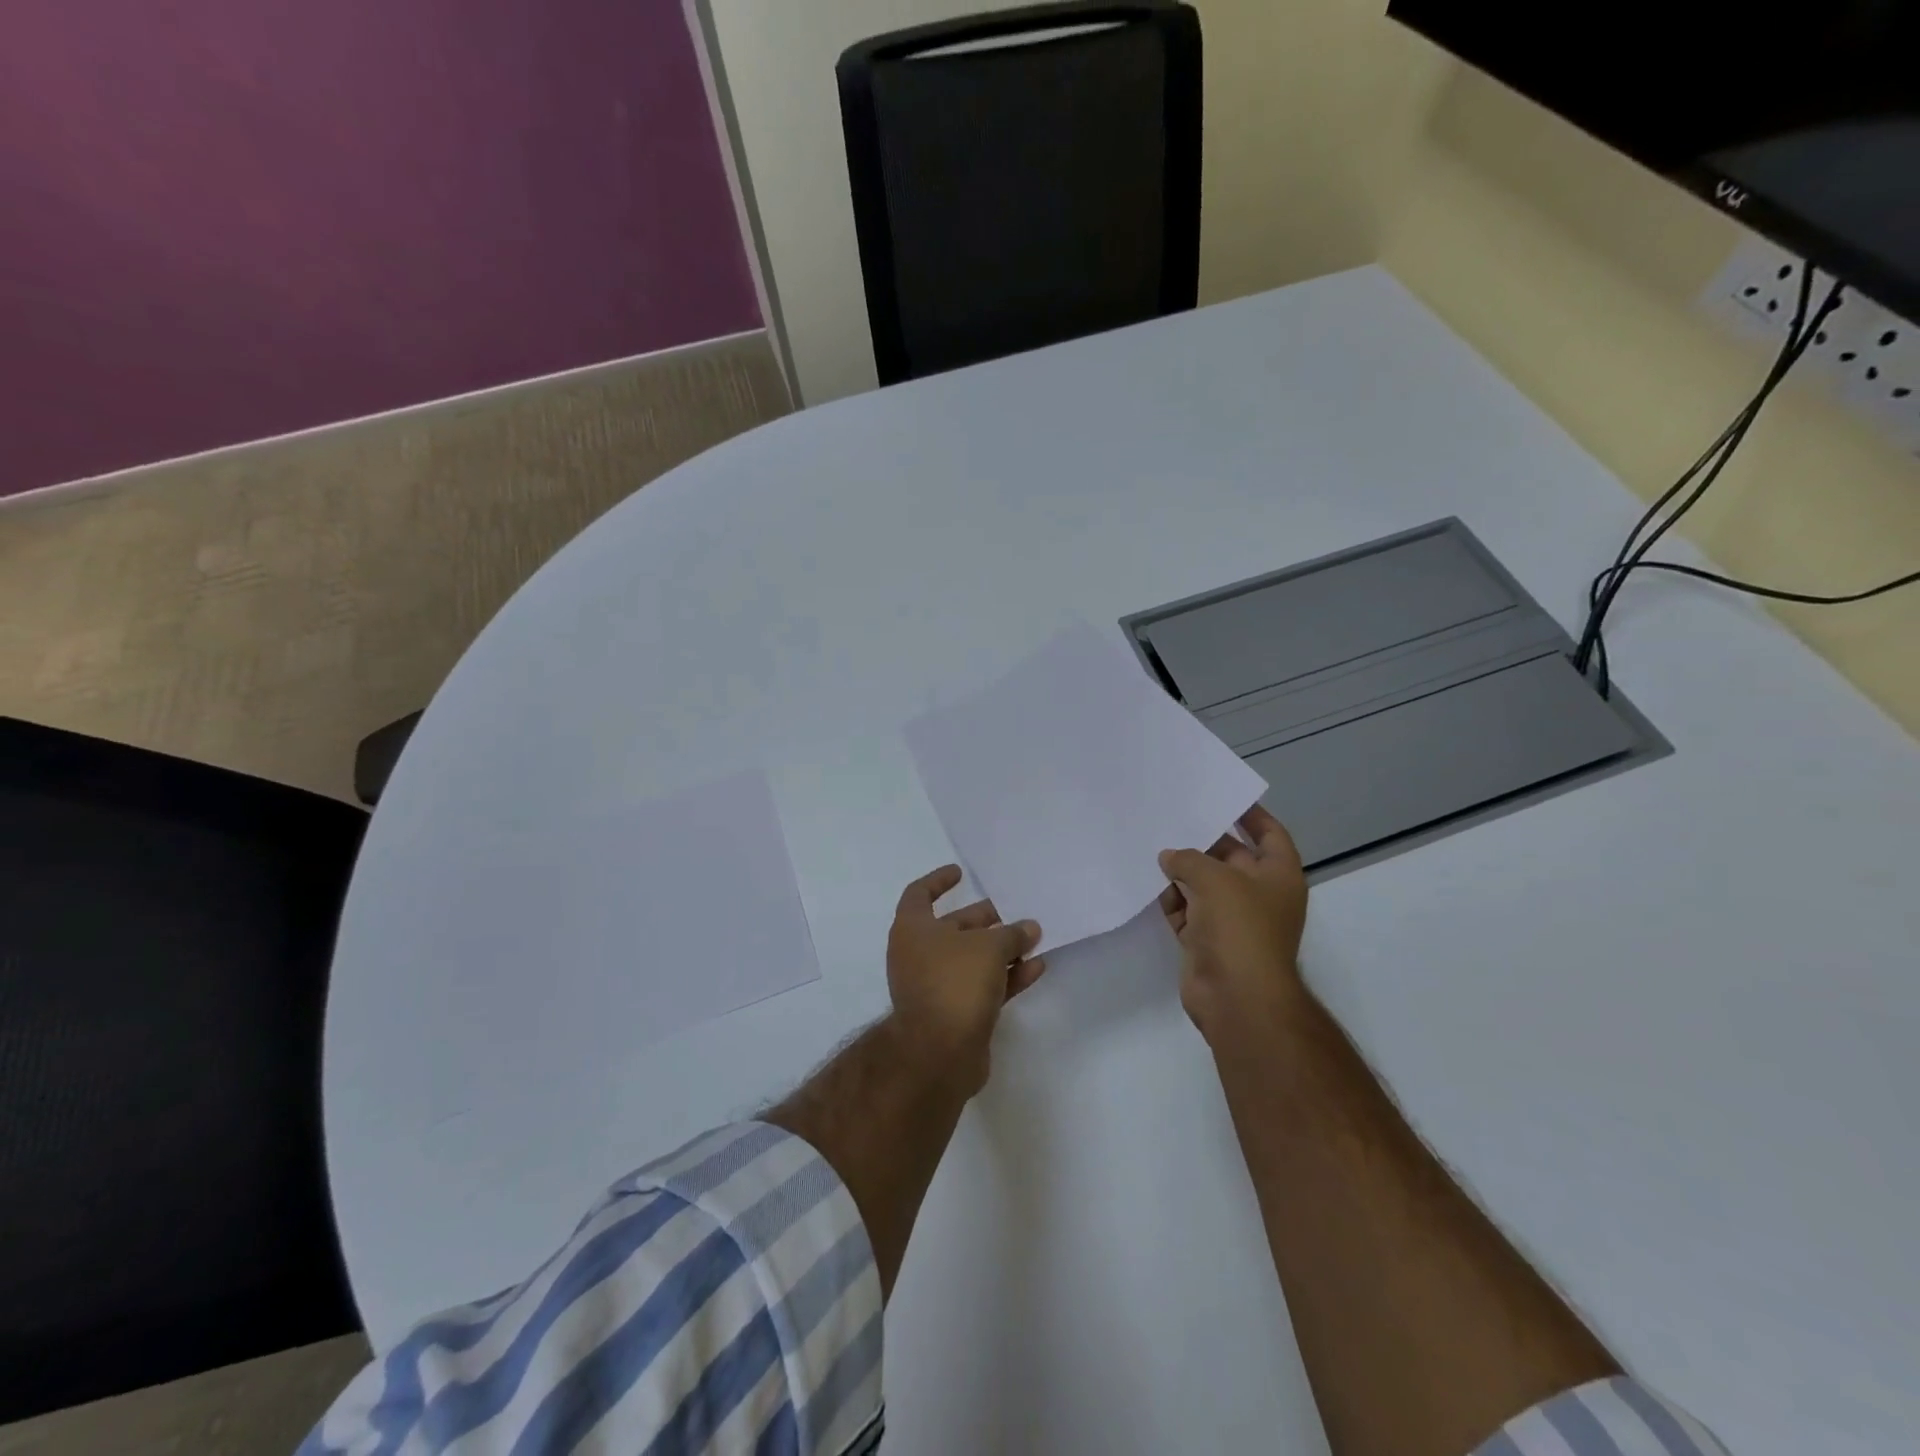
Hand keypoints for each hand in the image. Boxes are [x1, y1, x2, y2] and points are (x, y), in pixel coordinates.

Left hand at [886, 865, 1044, 1095]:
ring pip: (971, 959)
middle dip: (984, 920)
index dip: (938, 881)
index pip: (919, 894)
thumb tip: (1029, 928)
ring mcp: (934, 986)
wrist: (939, 1052)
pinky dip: (1006, 977)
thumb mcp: (989, 947)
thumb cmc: (955, 982)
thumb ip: (1011, 934)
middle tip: (1013, 912)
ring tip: (1034, 939)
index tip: (960, 872)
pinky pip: (981, 986)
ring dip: (1001, 949)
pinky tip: (1035, 969)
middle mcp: (918, 954)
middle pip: (952, 928)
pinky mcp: (953, 1014)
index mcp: (912, 929)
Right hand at [1158, 804, 1309, 1047]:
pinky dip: (1170, 899)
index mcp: (1278, 875)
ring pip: (1203, 884)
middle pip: (1230, 857)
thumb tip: (1169, 857)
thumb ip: (1188, 859)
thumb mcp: (1214, 879)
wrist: (1236, 997)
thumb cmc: (1239, 928)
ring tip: (1149, 844)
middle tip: (1170, 817)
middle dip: (1202, 841)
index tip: (1224, 797)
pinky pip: (1186, 910)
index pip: (1270, 834)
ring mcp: (1232, 919)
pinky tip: (1146, 882)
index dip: (1252, 814)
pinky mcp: (1206, 939)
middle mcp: (1258, 894)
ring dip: (1180, 871)